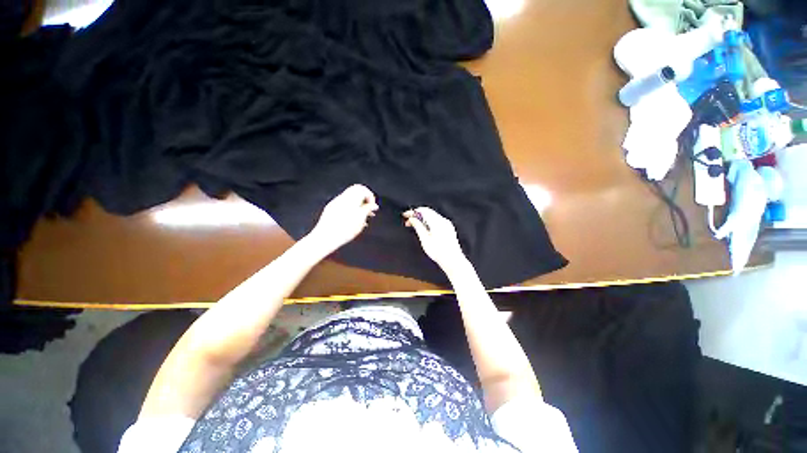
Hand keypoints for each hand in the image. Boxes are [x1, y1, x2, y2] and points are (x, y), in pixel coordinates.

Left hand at [309, 185, 378, 252]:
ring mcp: (335, 203)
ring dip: (358, 207)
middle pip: (356, 193)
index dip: (370, 197)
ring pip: (350, 200)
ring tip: (364, 219)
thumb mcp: (361, 219)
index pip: (363, 189)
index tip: (373, 207)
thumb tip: (373, 205)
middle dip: (364, 201)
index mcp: (350, 198)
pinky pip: (344, 206)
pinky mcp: (330, 210)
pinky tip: (353, 222)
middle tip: (370, 212)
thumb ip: (368, 209)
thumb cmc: (345, 229)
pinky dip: (351, 210)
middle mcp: (342, 198)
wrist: (326, 237)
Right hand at [404, 207, 467, 270]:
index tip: (405, 215)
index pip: (423, 210)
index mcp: (437, 221)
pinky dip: (429, 222)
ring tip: (415, 225)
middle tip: (408, 221)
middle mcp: (443, 220)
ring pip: (432, 216)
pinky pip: (437, 220)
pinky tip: (424, 229)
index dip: (413, 212)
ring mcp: (447, 224)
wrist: (453, 260)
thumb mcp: (425, 239)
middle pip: (428, 212)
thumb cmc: (439, 252)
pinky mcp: (449, 228)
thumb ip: (418, 227)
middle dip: (417, 215)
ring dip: (422, 219)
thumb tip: (412, 219)